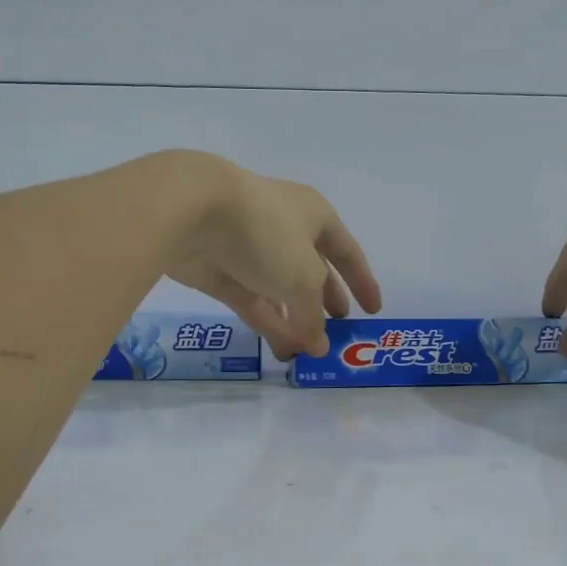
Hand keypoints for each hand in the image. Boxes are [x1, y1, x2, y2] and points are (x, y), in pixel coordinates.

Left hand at [159, 153, 382, 358]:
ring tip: (308, 353)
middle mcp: (285, 230)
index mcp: (315, 217)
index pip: (347, 252)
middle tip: (336, 331)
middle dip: (325, 302)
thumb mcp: (304, 279)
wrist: (193, 212)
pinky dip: (269, 322)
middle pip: (312, 272)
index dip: (362, 281)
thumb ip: (313, 316)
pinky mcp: (221, 269)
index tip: (373, 311)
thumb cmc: (267, 233)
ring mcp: (250, 250)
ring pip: (280, 291)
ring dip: (295, 321)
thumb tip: (319, 345)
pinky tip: (283, 349)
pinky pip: (252, 300)